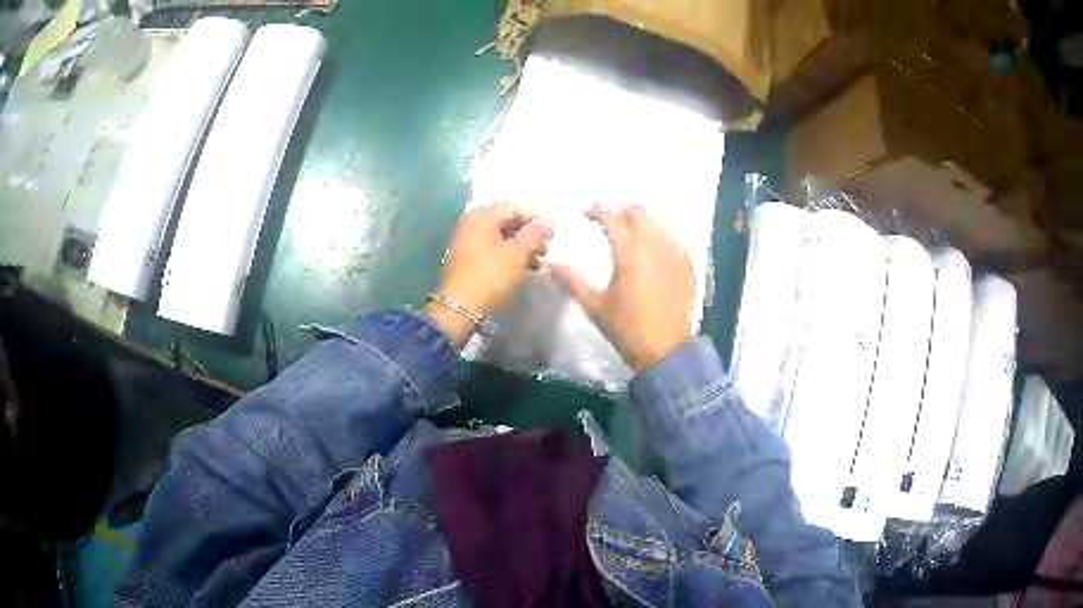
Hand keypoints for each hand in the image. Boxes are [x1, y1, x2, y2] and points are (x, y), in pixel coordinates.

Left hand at [427, 201, 551, 347]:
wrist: (460, 308)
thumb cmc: (490, 277)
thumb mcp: (518, 254)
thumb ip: (534, 233)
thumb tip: (545, 220)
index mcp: (481, 217)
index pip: (513, 206)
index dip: (535, 216)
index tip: (550, 233)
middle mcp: (471, 223)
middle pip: (506, 220)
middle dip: (528, 233)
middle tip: (544, 248)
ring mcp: (466, 240)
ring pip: (500, 235)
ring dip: (520, 245)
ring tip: (536, 262)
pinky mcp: (466, 257)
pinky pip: (491, 247)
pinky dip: (508, 254)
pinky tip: (521, 267)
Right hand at [551, 206, 693, 372]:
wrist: (665, 350)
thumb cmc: (626, 329)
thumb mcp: (594, 306)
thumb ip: (572, 281)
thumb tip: (551, 266)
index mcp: (629, 252)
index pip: (611, 219)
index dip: (596, 211)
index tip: (585, 212)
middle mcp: (654, 246)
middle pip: (638, 214)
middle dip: (621, 215)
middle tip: (609, 226)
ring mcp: (674, 254)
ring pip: (657, 225)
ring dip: (641, 225)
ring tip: (630, 238)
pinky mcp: (687, 266)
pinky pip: (672, 241)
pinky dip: (659, 240)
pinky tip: (652, 253)